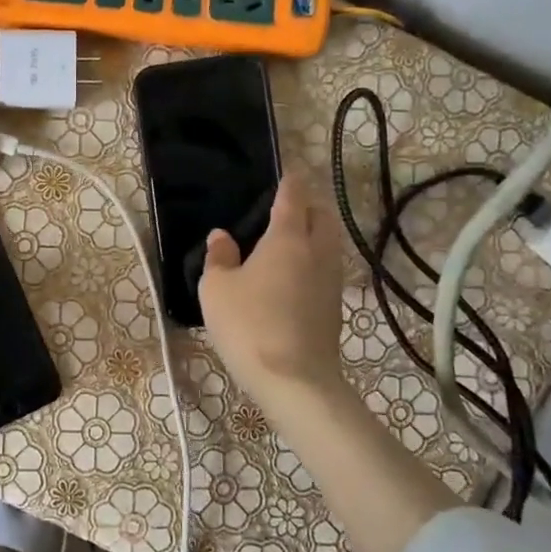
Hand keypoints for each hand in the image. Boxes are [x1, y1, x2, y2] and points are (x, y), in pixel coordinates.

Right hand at [198, 172, 347, 408]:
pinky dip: (314, 259)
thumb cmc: (248, 324)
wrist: (294, 380)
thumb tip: (222, 236)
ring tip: (291, 238)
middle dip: (310, 204)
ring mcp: (330, 281)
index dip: (290, 181)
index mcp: (287, 238)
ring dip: (315, 232)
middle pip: (322, 216)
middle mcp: (316, 252)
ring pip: (329, 243)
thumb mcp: (216, 288)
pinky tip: (294, 274)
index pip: (293, 197)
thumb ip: (218, 257)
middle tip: (288, 205)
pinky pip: (327, 268)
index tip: (287, 171)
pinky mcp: (334, 307)